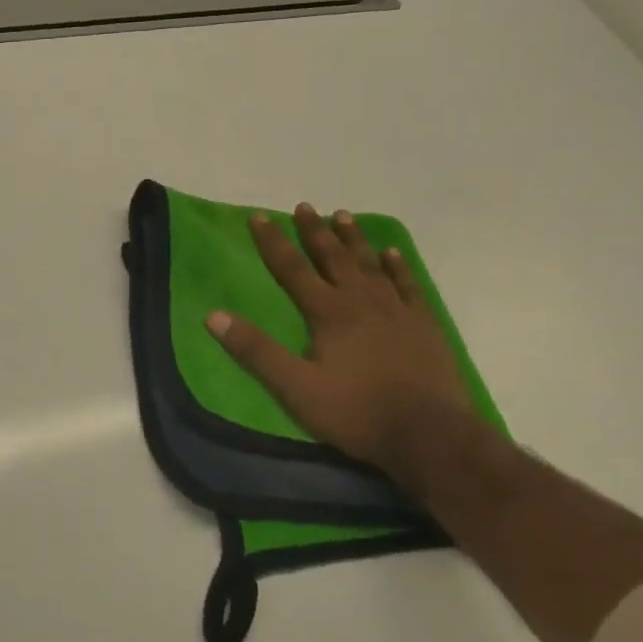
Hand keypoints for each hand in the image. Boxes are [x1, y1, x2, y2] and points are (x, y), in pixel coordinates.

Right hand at [205, 203, 471, 471]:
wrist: (429, 434)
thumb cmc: (354, 411)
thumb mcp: (294, 386)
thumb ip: (255, 350)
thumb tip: (213, 315)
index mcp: (328, 313)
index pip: (292, 269)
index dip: (273, 242)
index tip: (259, 217)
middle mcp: (362, 301)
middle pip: (333, 258)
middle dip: (315, 232)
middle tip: (304, 207)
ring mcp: (398, 312)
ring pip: (371, 265)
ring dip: (354, 240)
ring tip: (343, 216)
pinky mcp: (425, 327)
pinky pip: (408, 286)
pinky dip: (398, 268)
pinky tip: (394, 255)